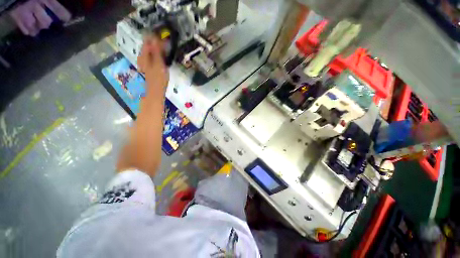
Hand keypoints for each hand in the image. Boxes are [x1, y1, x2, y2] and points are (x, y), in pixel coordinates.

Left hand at [137, 36, 168, 90]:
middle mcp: (143, 57)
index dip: (155, 38)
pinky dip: (158, 55)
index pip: (148, 41)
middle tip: (166, 43)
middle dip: (157, 43)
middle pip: (149, 46)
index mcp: (144, 56)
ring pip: (151, 52)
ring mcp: (146, 63)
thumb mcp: (159, 64)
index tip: (164, 37)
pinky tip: (163, 58)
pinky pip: (153, 57)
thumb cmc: (158, 79)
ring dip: (158, 49)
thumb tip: (155, 38)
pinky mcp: (150, 67)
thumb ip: (157, 51)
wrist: (156, 91)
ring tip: (166, 50)